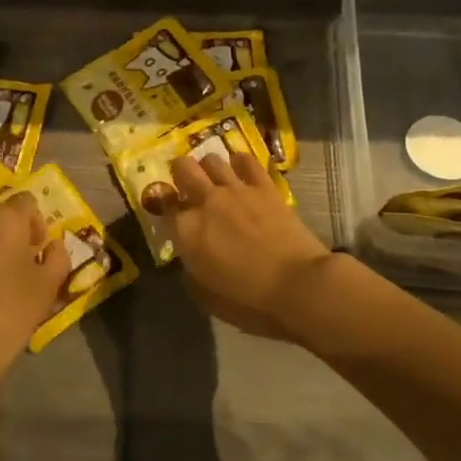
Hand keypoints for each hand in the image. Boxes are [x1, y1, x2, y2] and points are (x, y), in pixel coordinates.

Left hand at [0, 193, 70, 386]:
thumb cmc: (10, 312)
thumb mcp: (49, 285)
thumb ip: (58, 256)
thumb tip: (52, 246)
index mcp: (4, 218)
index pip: (28, 203)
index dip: (37, 225)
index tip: (38, 253)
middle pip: (0, 214)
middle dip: (12, 232)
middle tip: (20, 264)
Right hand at [169, 151, 332, 339]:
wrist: (297, 286)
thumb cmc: (249, 301)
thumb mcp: (206, 296)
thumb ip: (190, 269)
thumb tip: (190, 255)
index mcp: (187, 231)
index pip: (162, 203)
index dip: (162, 203)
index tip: (168, 209)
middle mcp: (206, 202)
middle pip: (183, 168)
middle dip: (180, 173)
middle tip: (186, 183)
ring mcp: (236, 189)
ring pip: (211, 159)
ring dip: (208, 167)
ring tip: (214, 177)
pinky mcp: (264, 186)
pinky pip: (246, 160)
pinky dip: (239, 162)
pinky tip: (240, 170)